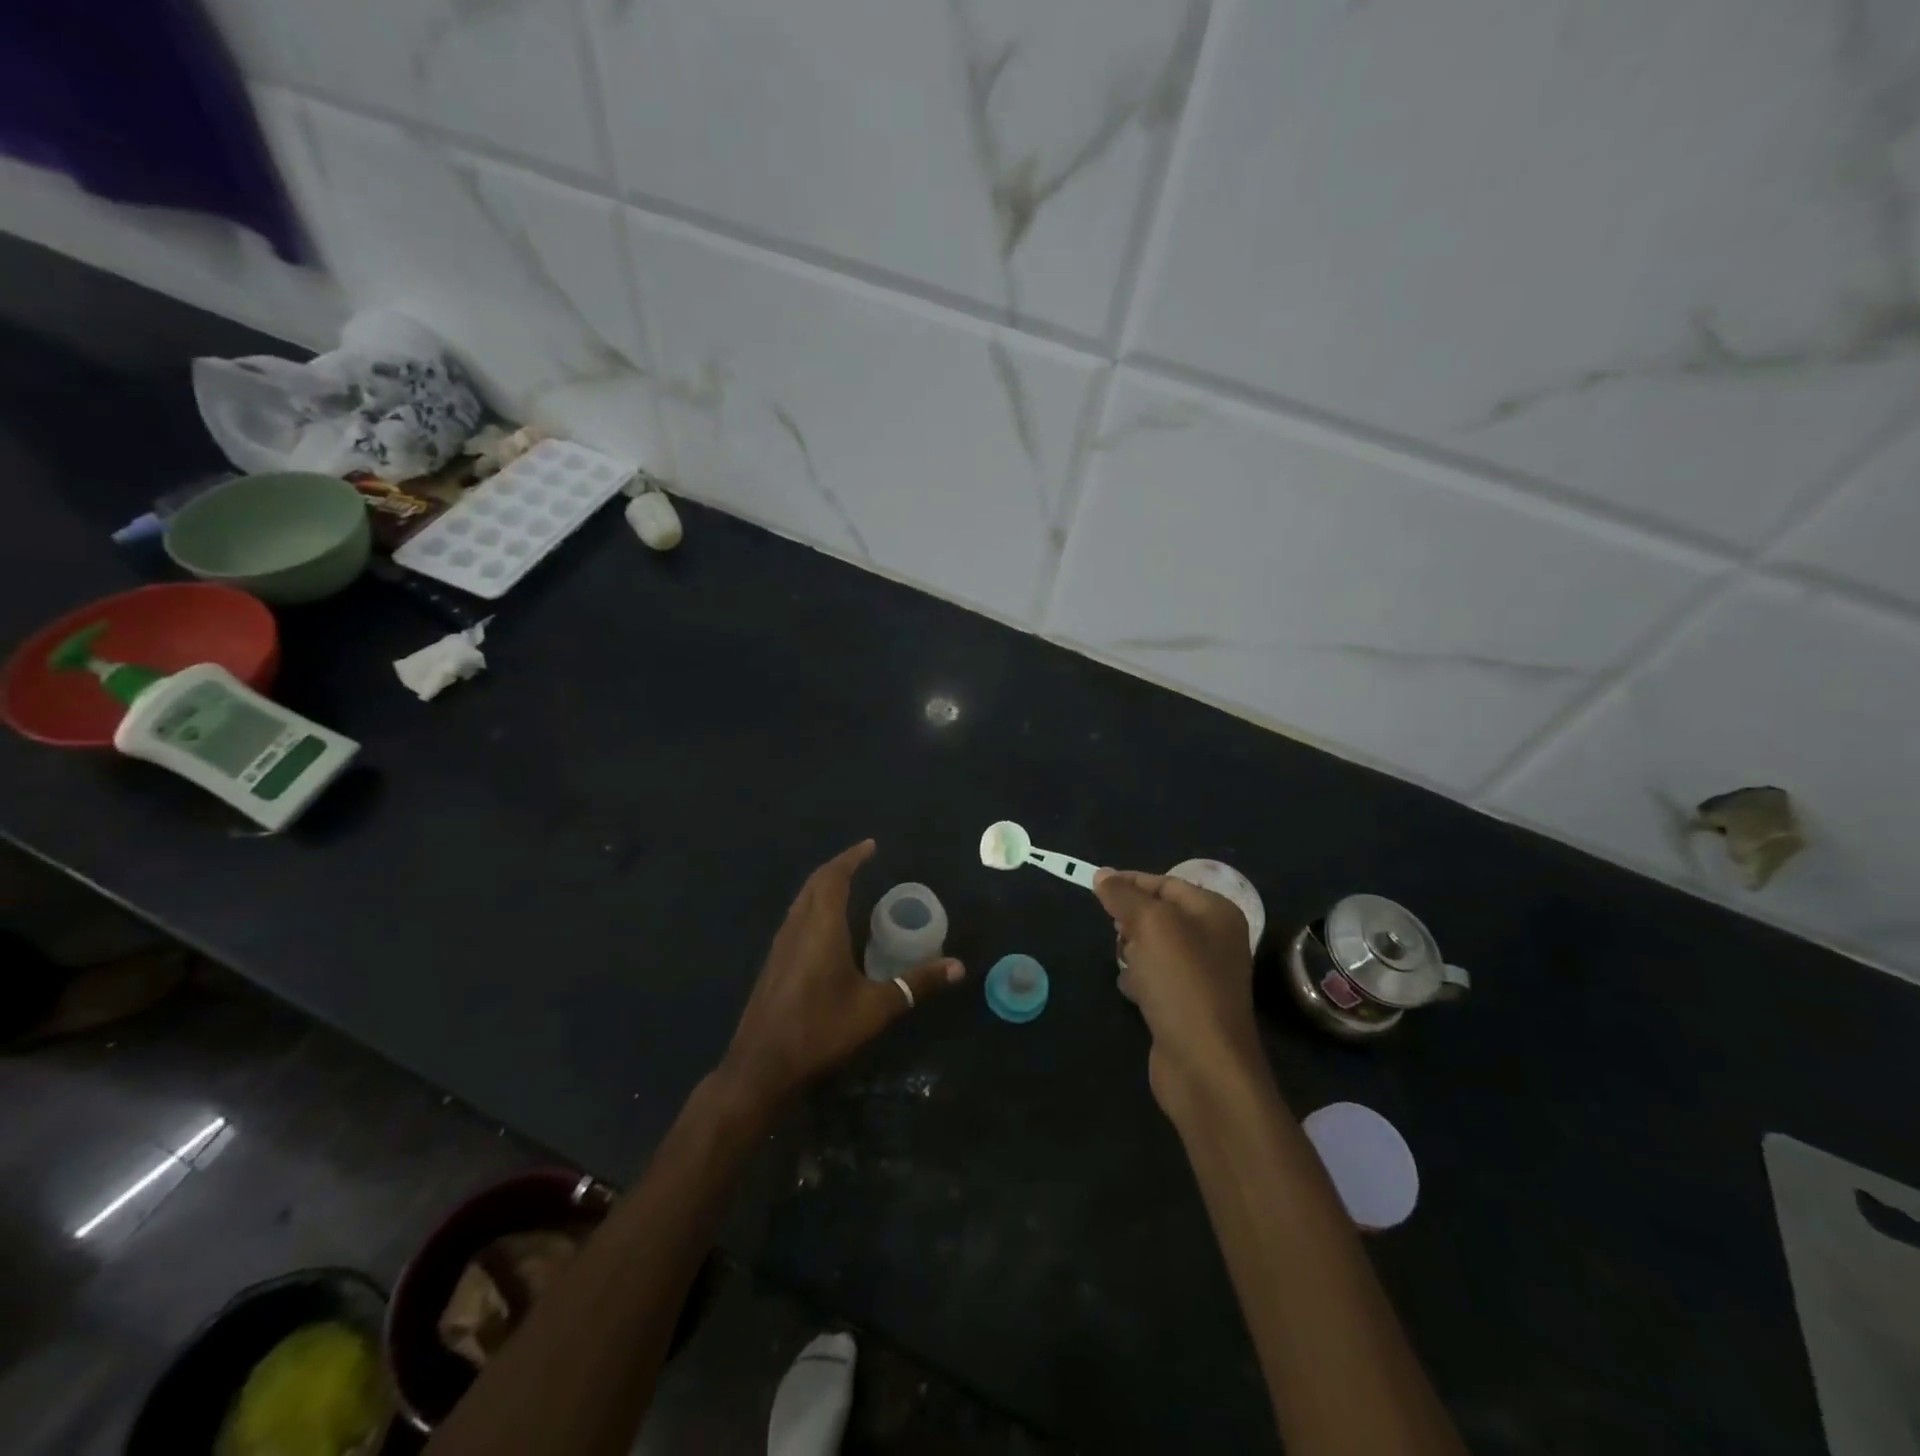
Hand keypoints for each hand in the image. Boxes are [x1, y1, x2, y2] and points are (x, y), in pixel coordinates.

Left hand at [720, 840, 963, 1110]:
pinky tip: (827, 928)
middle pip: (814, 884)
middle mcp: (797, 928)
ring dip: (823, 886)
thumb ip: (915, 984)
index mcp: (820, 928)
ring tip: (848, 886)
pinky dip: (814, 907)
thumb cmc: (819, 1029)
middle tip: (862, 861)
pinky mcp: (774, 964)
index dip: (851, 858)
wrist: (761, 1066)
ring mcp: (780, 946)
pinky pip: (796, 919)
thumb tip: (958, 966)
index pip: (833, 878)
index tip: (871, 846)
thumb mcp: (875, 1008)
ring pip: (801, 901)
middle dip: (838, 867)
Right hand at [1095, 869, 1262, 1120]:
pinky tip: (1130, 990)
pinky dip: (1139, 978)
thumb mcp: (1150, 926)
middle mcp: (1214, 939)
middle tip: (1117, 933)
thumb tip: (1102, 874)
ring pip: (1154, 945)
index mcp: (1216, 912)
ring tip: (1125, 963)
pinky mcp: (1187, 1004)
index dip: (1130, 883)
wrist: (1204, 1066)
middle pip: (1159, 913)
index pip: (1166, 883)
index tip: (1095, 887)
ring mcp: (1202, 974)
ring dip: (1132, 949)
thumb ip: (1125, 896)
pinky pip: (1155, 977)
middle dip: (1131, 920)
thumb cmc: (1181, 983)